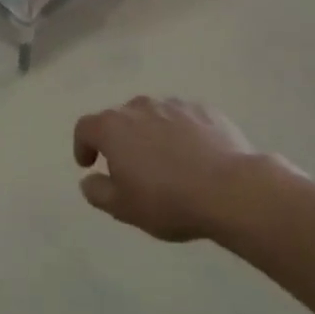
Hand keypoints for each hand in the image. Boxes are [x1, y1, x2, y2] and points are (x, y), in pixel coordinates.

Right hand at [72, 97, 284, 243]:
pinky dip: (181, 134)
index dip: (82, 145)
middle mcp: (139, 107)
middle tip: (129, 167)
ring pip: (153, 116)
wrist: (232, 190)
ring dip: (150, 134)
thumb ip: (97, 191)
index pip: (85, 128)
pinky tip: (194, 157)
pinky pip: (184, 120)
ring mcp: (174, 106)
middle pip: (119, 118)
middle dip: (119, 140)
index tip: (89, 165)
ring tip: (164, 161)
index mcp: (112, 127)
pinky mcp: (206, 111)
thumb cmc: (168, 200)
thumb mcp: (123, 207)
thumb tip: (89, 180)